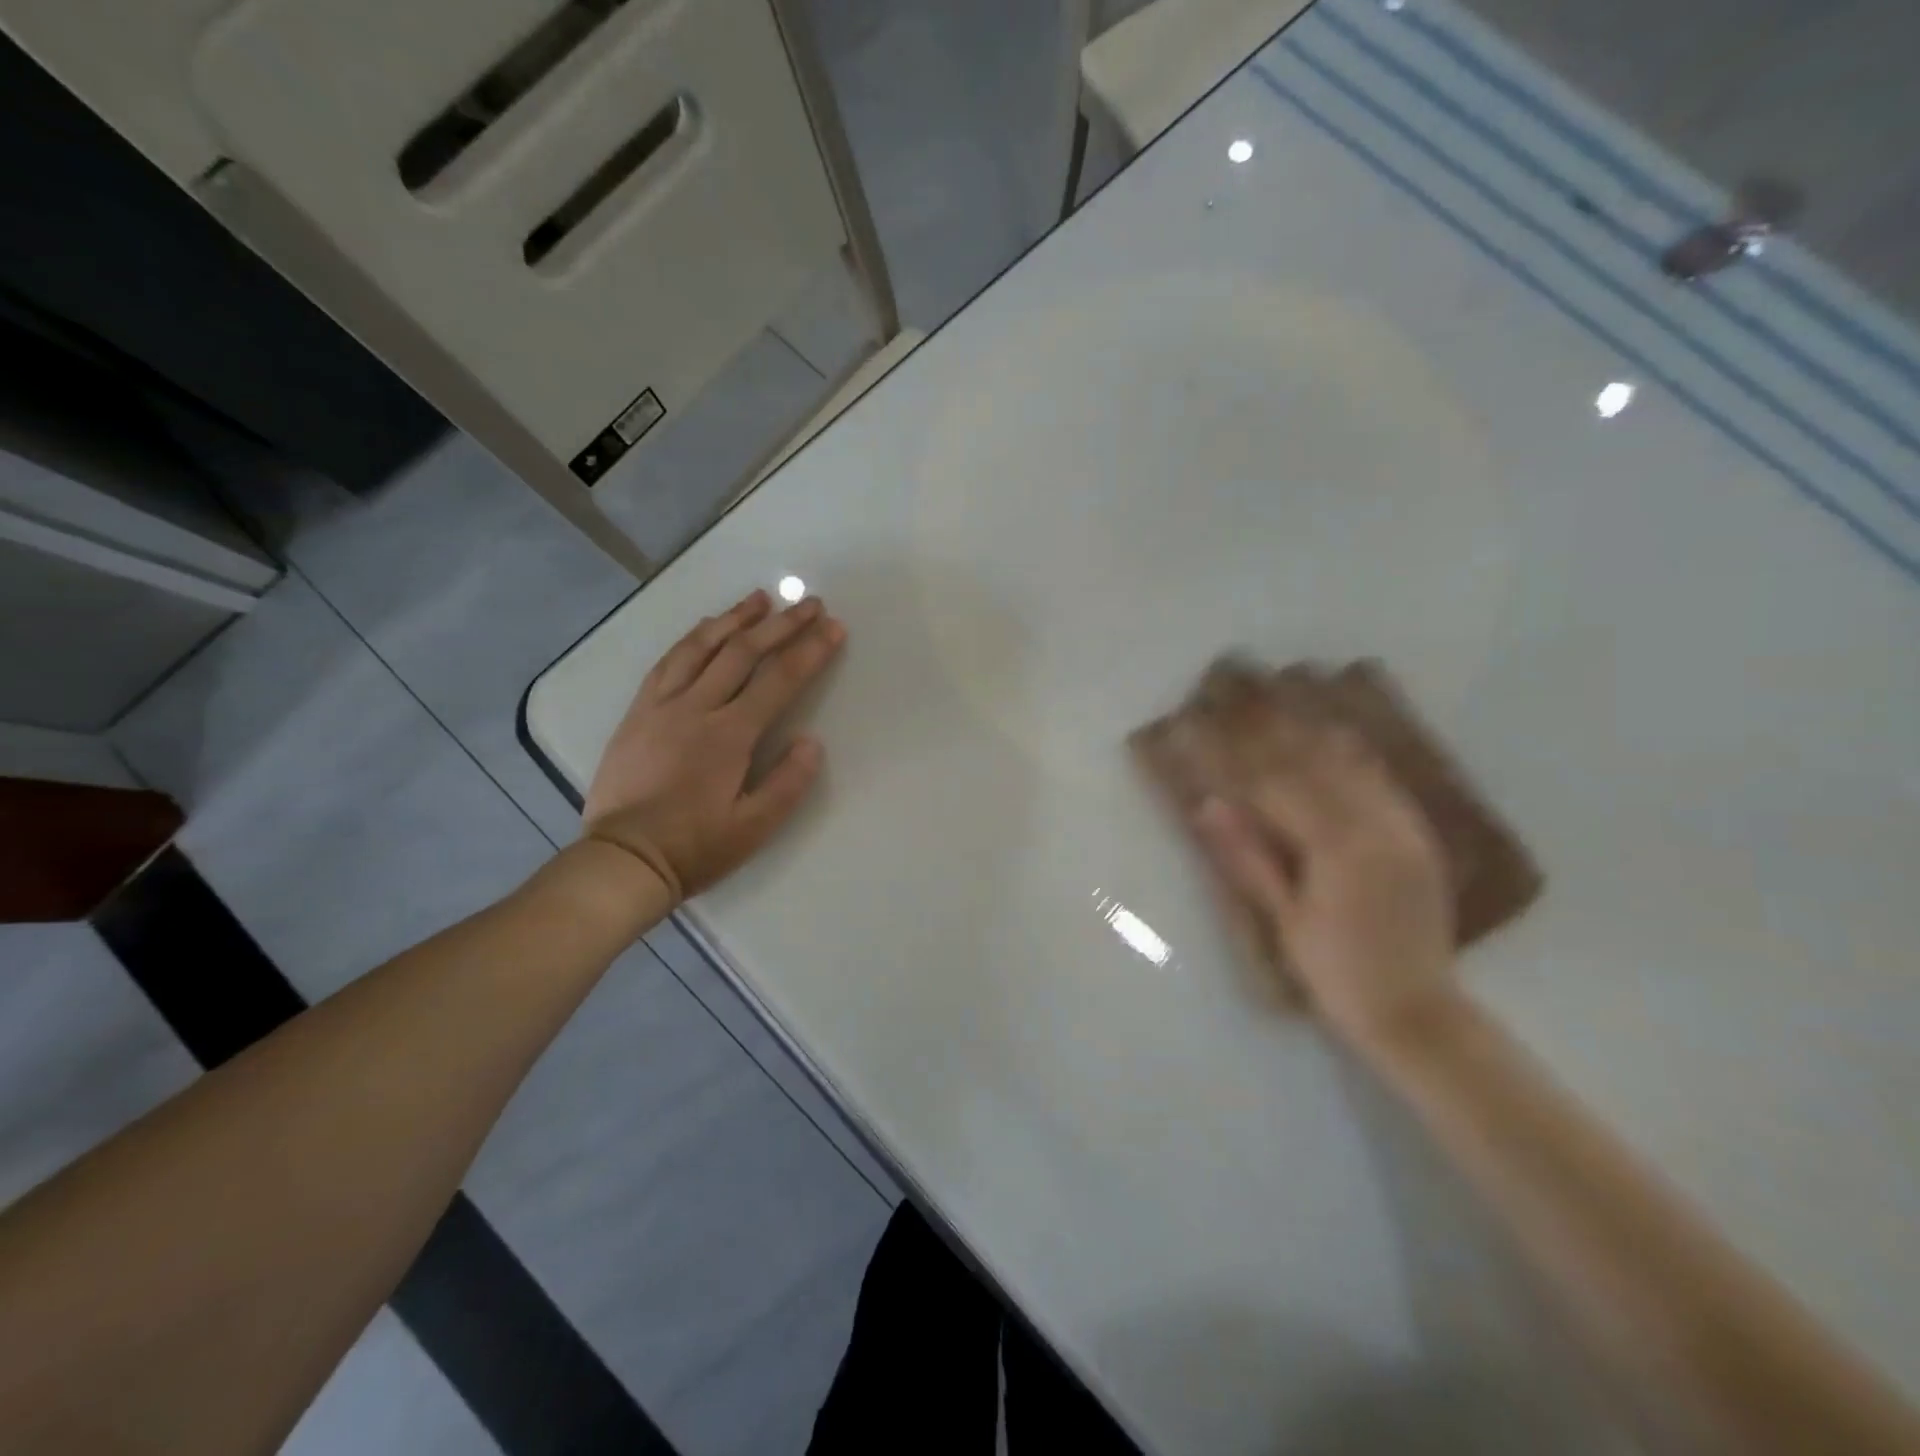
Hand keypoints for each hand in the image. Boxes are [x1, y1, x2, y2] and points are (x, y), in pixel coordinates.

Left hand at [582, 589, 844, 900]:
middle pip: (743, 652)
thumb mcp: (753, 828)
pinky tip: (706, 628)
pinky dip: (692, 638)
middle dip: (781, 624)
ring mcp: (661, 705)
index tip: (833, 627)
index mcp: (728, 735)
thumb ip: (788, 783)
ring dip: (734, 619)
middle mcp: (695, 708)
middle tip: (809, 603)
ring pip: (701, 647)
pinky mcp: (637, 712)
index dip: (810, 651)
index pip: (778, 680)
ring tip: (760, 599)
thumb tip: (811, 741)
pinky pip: (667, 662)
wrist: (622, 860)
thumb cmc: (695, 848)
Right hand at [1193, 724, 1456, 1045]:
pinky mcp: (1418, 837)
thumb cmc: (1336, 972)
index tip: (1210, 729)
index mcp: (1339, 849)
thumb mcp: (1284, 919)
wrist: (1417, 1012)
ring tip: (1285, 705)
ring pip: (1355, 765)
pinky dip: (1353, 757)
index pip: (1279, 786)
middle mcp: (1377, 826)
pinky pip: (1382, 782)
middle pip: (1318, 763)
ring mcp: (1404, 828)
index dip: (1241, 756)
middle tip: (1244, 701)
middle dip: (1277, 731)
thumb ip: (1248, 856)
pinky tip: (1336, 739)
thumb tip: (1208, 805)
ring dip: (1315, 734)